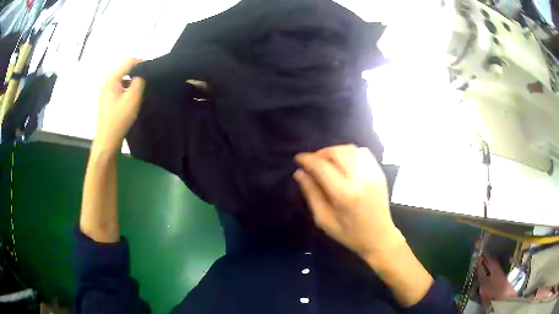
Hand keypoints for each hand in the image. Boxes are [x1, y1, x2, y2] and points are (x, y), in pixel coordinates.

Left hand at [94, 59, 144, 153]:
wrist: (107, 142)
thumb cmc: (119, 119)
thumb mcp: (132, 98)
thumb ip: (139, 81)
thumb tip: (142, 74)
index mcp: (111, 80)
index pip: (128, 62)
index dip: (141, 62)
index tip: (152, 69)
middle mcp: (106, 84)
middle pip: (124, 70)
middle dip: (136, 73)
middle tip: (147, 82)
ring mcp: (105, 94)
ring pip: (121, 81)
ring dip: (131, 83)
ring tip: (140, 92)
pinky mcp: (106, 102)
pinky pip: (118, 90)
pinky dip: (126, 91)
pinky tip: (130, 101)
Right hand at [294, 145, 405, 259]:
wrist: (379, 237)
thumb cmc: (349, 234)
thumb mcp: (324, 219)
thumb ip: (311, 194)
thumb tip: (299, 172)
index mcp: (344, 194)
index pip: (321, 167)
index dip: (307, 159)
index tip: (298, 159)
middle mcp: (360, 179)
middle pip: (337, 152)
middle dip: (320, 153)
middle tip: (313, 162)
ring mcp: (373, 173)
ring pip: (350, 148)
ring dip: (335, 151)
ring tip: (328, 162)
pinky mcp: (379, 172)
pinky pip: (363, 152)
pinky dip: (350, 153)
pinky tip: (345, 164)